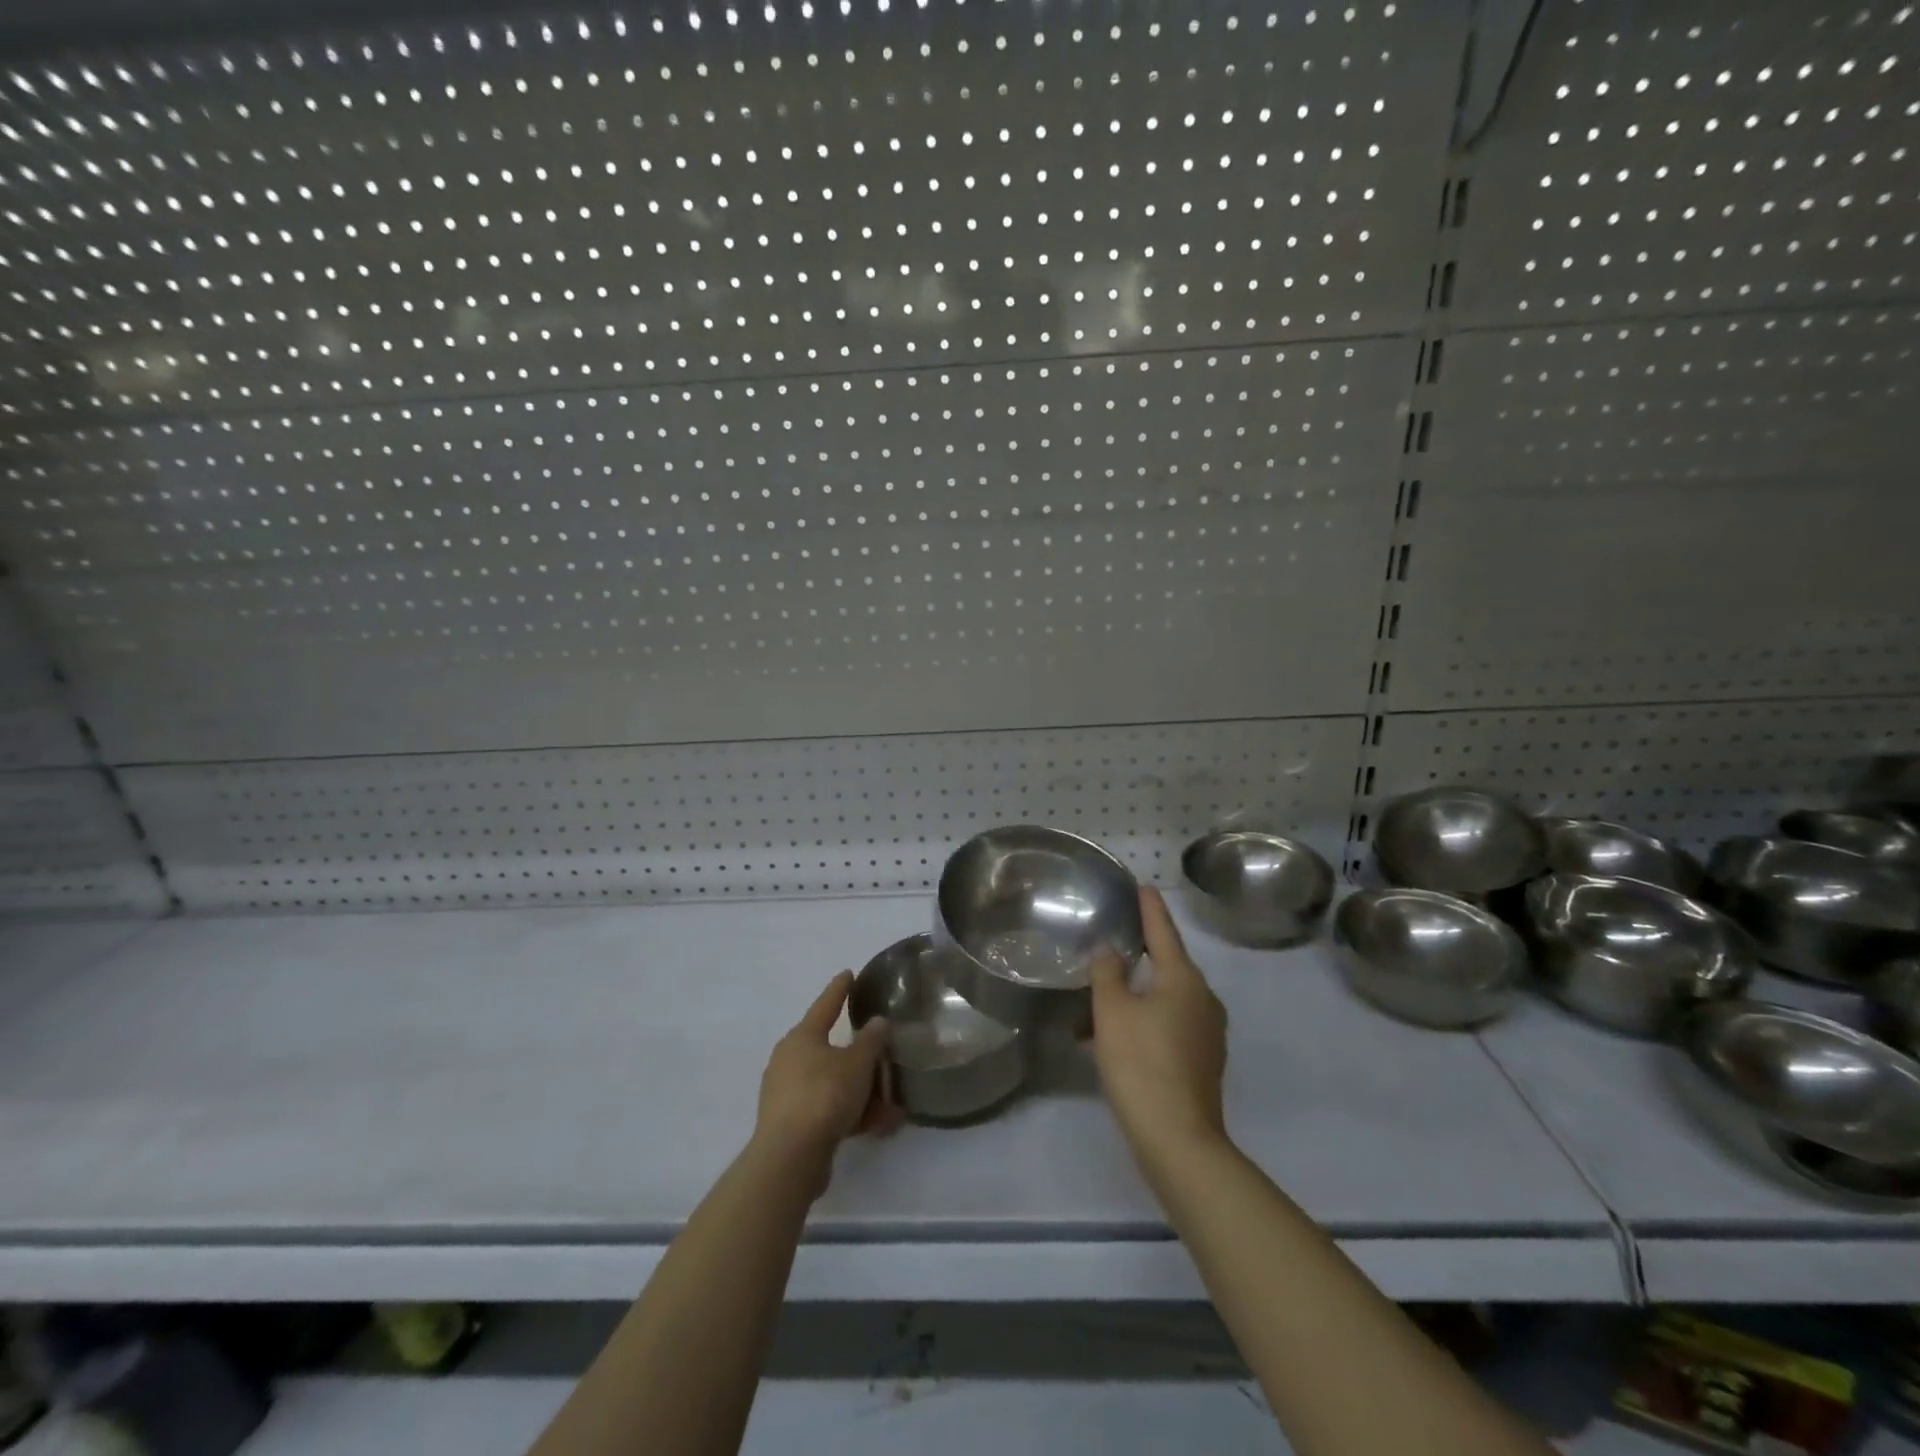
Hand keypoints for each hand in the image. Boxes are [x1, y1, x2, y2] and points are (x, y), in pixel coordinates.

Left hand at [753, 972, 901, 1188]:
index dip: (839, 989)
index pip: (825, 1005)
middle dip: (860, 1057)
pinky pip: (827, 1109)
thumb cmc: (825, 1095)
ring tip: (891, 1105)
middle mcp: (789, 1059)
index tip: (848, 974)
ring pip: (832, 1083)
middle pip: (830, 1050)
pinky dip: (851, 1113)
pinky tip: (877, 1126)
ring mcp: (787, 1093)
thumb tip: (876, 1022)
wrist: (790, 1157)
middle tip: (882, 1055)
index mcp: (802, 1037)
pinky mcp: (790, 1124)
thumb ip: (871, 1040)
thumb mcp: (858, 1063)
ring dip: (861, 1092)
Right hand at [1089, 887, 1229, 1166]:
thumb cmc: (1141, 1064)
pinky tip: (1111, 1039)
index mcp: (1183, 978)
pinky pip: (1168, 1024)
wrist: (1178, 1140)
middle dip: (1134, 957)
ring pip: (1163, 999)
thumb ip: (1106, 972)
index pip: (1162, 930)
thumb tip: (1108, 949)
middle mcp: (1203, 998)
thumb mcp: (1111, 1011)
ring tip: (1094, 1005)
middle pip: (1165, 965)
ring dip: (1131, 997)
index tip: (1142, 886)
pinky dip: (1141, 1021)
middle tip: (1107, 943)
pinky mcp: (1202, 1059)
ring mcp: (1207, 1031)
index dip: (1149, 907)